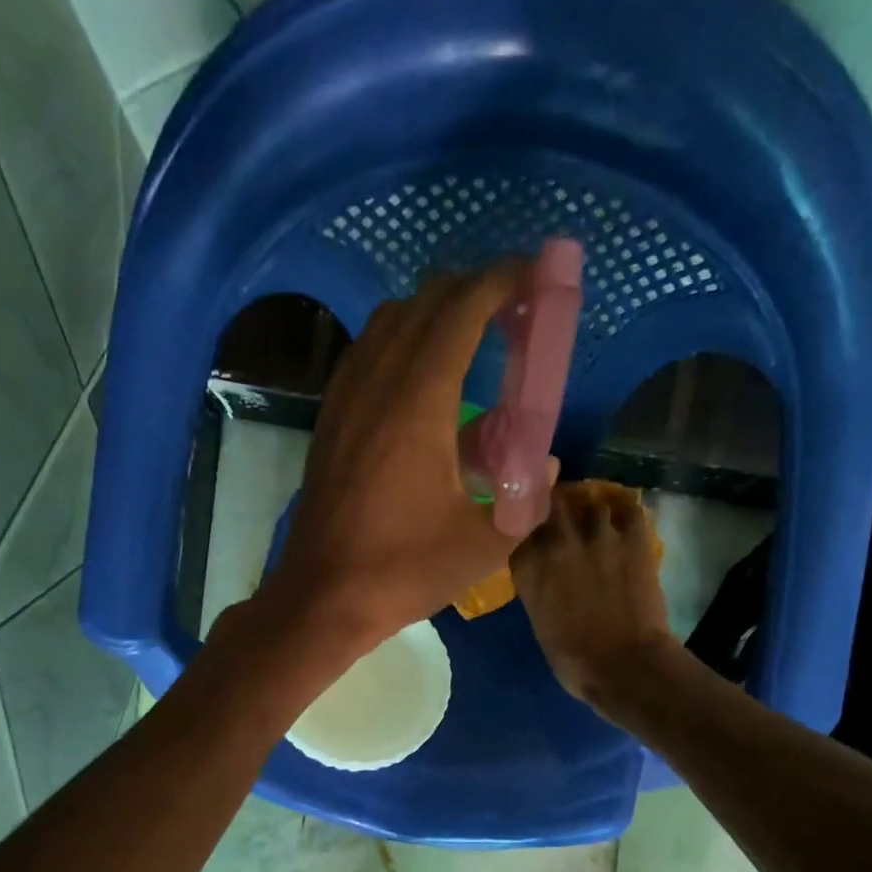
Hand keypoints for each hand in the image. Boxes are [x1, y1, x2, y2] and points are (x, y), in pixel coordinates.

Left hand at [259, 265, 556, 654]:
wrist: (323, 596)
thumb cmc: (404, 570)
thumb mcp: (485, 544)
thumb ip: (529, 500)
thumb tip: (547, 467)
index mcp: (419, 402)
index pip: (462, 309)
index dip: (502, 280)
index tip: (535, 275)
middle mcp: (377, 382)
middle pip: (425, 301)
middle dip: (474, 290)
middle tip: (513, 309)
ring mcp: (346, 397)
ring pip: (390, 321)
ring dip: (435, 312)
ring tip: (472, 337)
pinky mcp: (330, 418)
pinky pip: (368, 352)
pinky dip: (402, 341)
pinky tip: (423, 378)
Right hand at [511, 482, 679, 708]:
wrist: (624, 665)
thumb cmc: (574, 659)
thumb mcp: (539, 621)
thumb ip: (537, 586)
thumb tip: (545, 573)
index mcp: (528, 567)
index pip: (520, 528)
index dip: (528, 530)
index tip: (533, 535)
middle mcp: (557, 542)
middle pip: (551, 504)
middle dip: (556, 509)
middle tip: (564, 519)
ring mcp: (597, 535)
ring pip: (591, 504)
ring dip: (592, 514)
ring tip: (598, 524)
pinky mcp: (634, 538)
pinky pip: (629, 509)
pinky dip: (626, 514)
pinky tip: (625, 523)